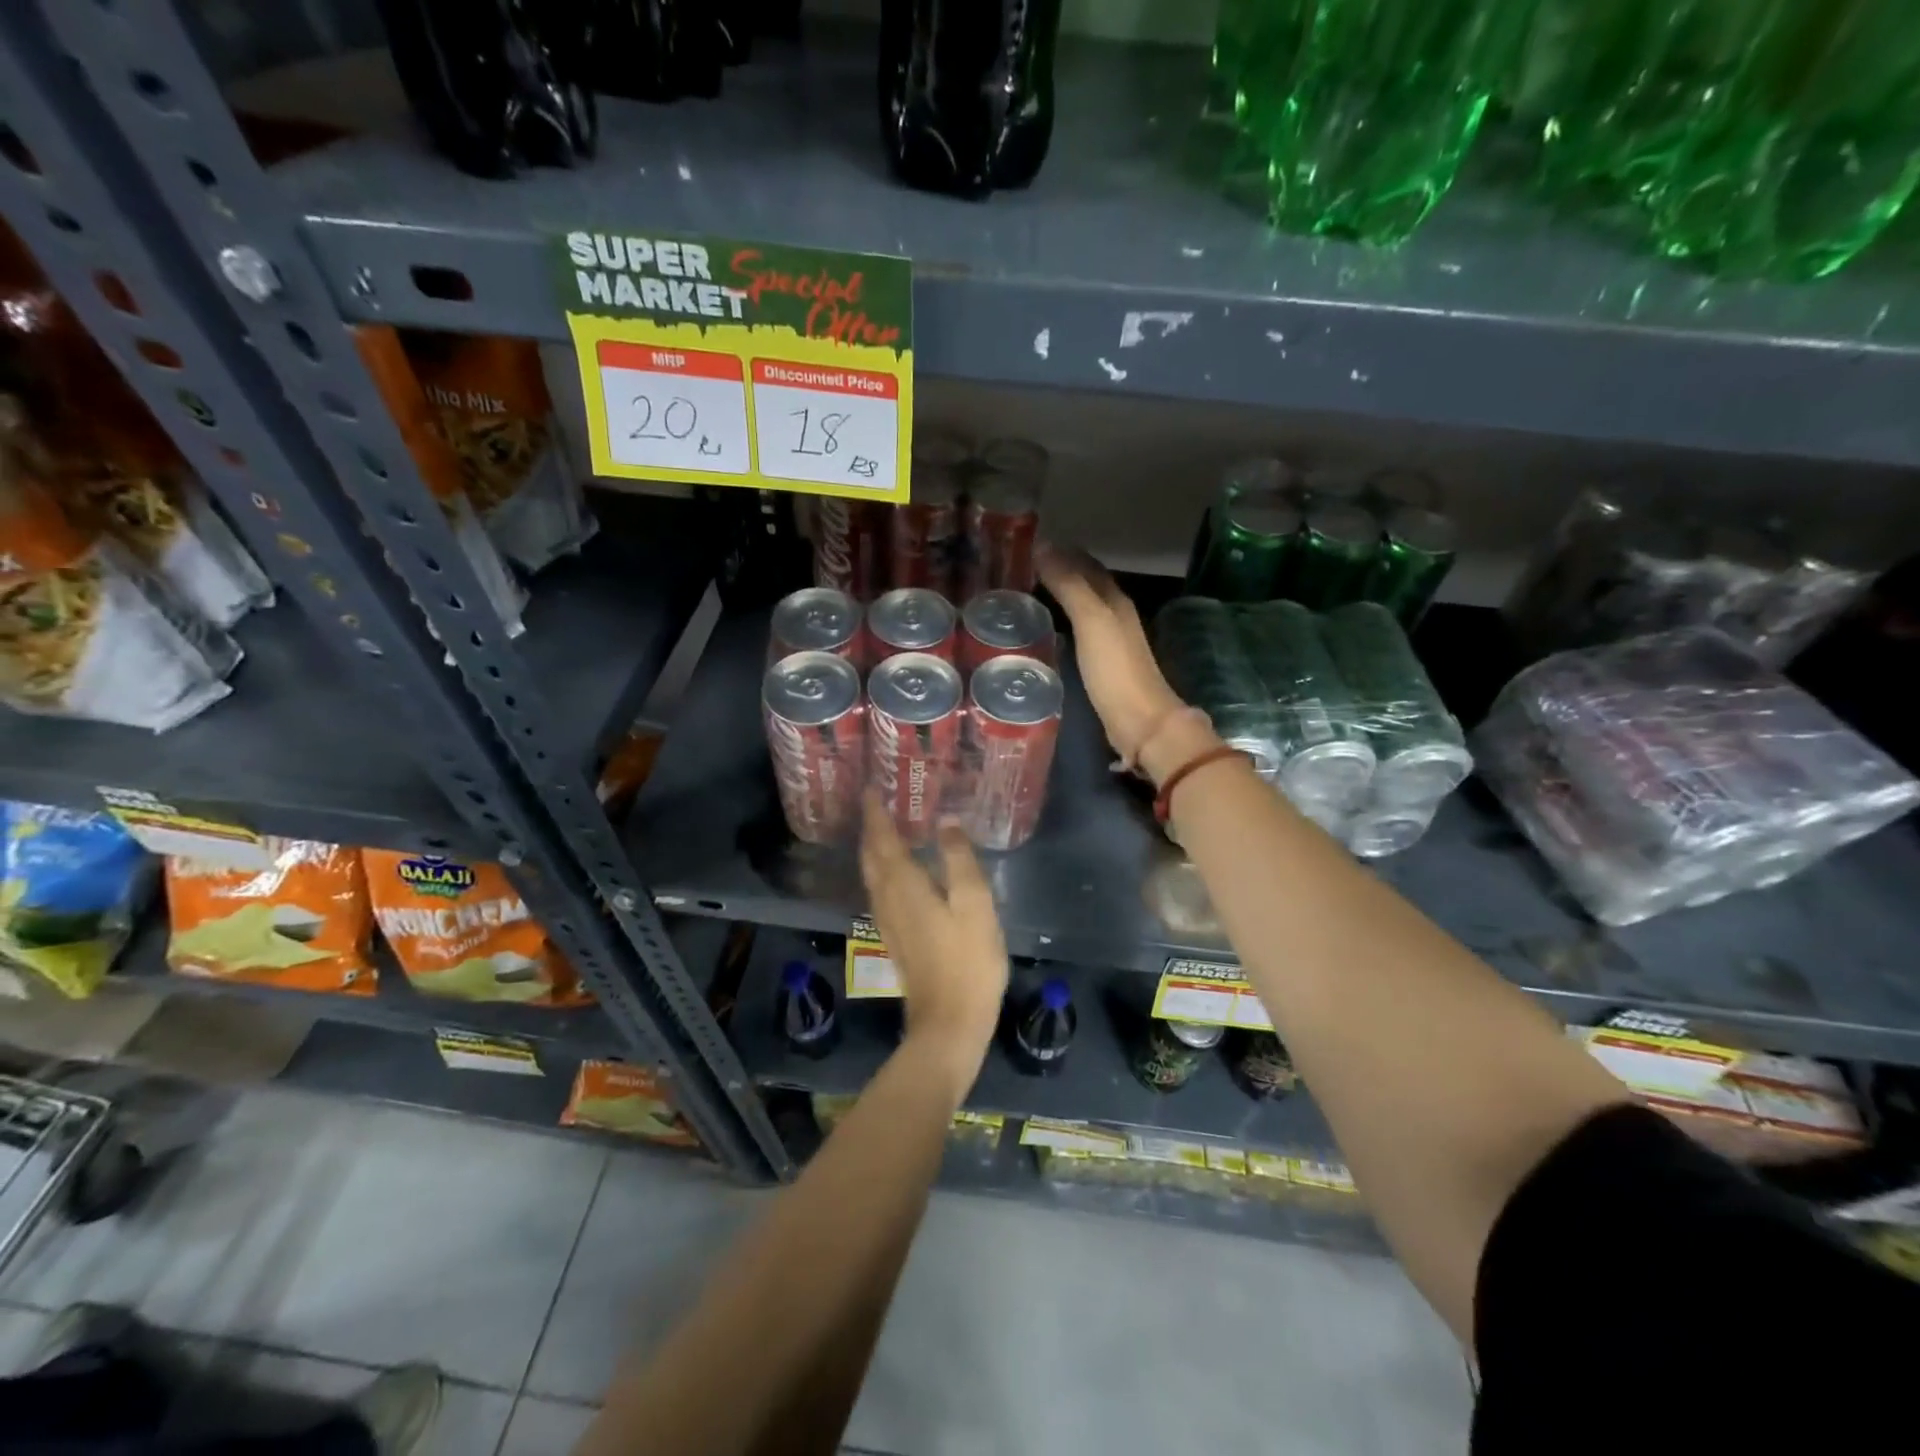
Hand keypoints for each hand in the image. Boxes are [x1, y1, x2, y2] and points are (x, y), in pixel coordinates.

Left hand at [859, 792, 1007, 1095]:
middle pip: (871, 854)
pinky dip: (883, 868)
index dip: (875, 811)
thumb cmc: (968, 961)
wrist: (949, 1022)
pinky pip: (880, 888)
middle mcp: (886, 897)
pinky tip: (898, 869)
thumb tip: (945, 821)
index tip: (871, 786)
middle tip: (879, 800)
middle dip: (872, 826)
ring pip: (872, 873)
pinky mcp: (894, 936)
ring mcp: (887, 919)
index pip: (881, 837)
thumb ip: (958, 859)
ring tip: (887, 825)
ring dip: (875, 846)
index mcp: (903, 884)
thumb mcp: (974, 904)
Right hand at [1037, 544, 1209, 780]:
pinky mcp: (1102, 664)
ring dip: (1059, 594)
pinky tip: (1045, 627)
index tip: (1028, 543)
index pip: (1085, 563)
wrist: (1139, 721)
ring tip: (1027, 590)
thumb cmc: (1115, 669)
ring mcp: (1110, 640)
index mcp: (1114, 599)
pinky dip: (1061, 619)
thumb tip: (1043, 547)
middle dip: (1059, 569)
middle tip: (1021, 564)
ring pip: (1082, 605)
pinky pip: (1078, 630)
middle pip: (1086, 582)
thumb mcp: (1091, 621)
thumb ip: (1069, 585)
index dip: (1061, 551)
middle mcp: (1114, 614)